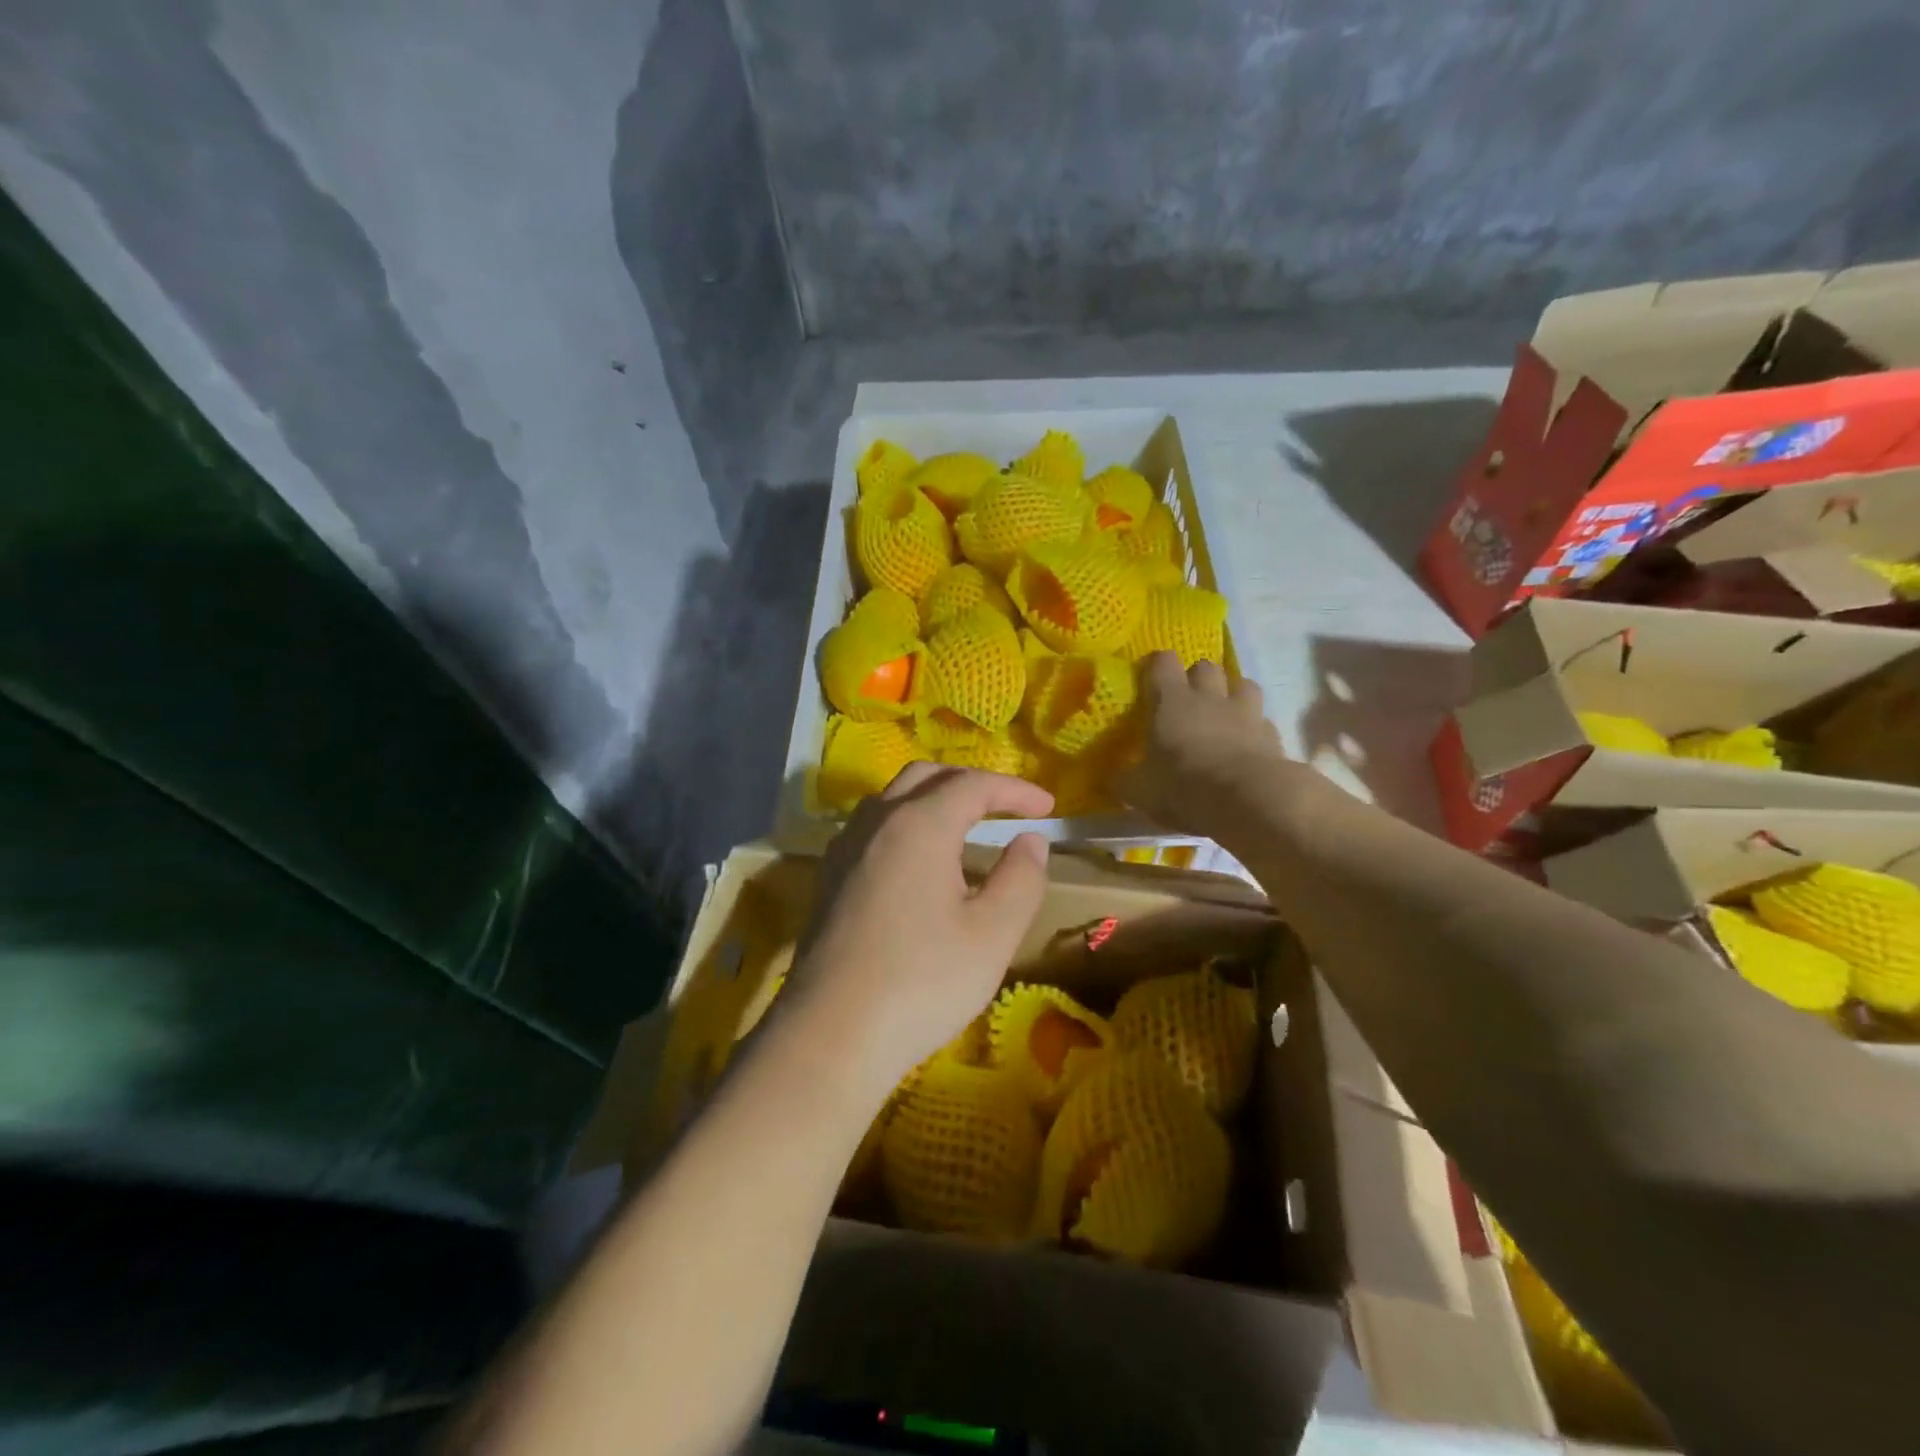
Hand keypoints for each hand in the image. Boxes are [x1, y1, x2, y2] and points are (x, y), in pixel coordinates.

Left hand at [776, 764, 1053, 1104]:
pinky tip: (920, 862)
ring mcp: (846, 847)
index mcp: (919, 825)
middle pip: (928, 777)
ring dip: (935, 798)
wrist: (831, 1034)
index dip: (1014, 790)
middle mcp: (877, 822)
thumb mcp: (992, 935)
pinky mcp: (830, 876)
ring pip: (894, 798)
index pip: (973, 784)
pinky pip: (874, 826)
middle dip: (972, 784)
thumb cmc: (921, 982)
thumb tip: (1030, 840)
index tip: (1048, 807)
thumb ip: (1021, 878)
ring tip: (967, 827)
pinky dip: (907, 822)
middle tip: (1008, 808)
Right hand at [1117, 653, 1292, 836]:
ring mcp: (1246, 714)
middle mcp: (1209, 698)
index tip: (1148, 677)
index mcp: (1172, 701)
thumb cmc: (1183, 786)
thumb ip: (1124, 780)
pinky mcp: (1272, 736)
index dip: (1156, 665)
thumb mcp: (1139, 790)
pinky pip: (1263, 721)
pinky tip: (1247, 746)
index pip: (1163, 663)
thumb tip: (1112, 778)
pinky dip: (1255, 728)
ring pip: (1243, 684)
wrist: (1249, 801)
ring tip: (1224, 713)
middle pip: (1206, 666)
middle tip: (1187, 698)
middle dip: (1197, 676)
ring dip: (1233, 693)